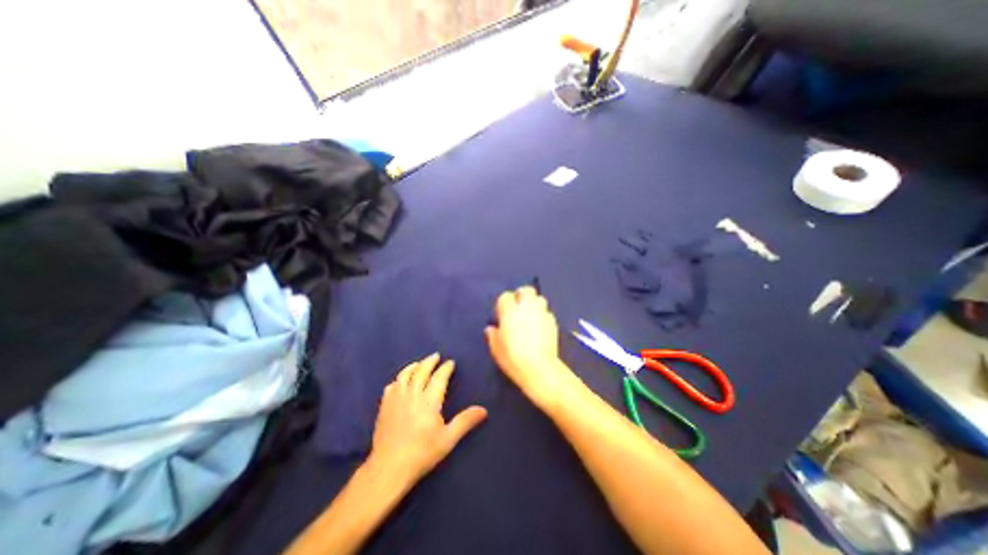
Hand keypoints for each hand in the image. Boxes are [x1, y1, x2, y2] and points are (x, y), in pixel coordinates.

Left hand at [365, 353, 487, 487]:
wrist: (389, 468)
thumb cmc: (422, 453)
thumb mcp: (448, 439)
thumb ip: (465, 421)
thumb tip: (484, 410)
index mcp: (429, 401)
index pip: (439, 377)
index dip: (445, 368)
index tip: (450, 362)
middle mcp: (412, 394)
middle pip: (421, 371)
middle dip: (430, 361)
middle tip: (436, 356)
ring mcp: (396, 399)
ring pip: (405, 375)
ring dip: (414, 366)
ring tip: (420, 363)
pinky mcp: (385, 406)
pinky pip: (392, 386)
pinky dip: (399, 379)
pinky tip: (401, 381)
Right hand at [485, 289, 580, 408]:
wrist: (539, 368)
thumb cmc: (513, 358)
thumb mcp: (496, 349)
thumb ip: (493, 335)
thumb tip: (491, 328)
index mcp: (510, 311)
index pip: (505, 296)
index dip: (503, 303)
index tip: (502, 313)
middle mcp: (527, 308)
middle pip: (526, 290)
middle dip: (521, 295)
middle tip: (518, 307)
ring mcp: (541, 313)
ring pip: (539, 298)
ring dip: (534, 303)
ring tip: (530, 314)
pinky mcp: (553, 322)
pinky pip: (547, 312)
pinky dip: (543, 315)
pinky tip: (540, 326)